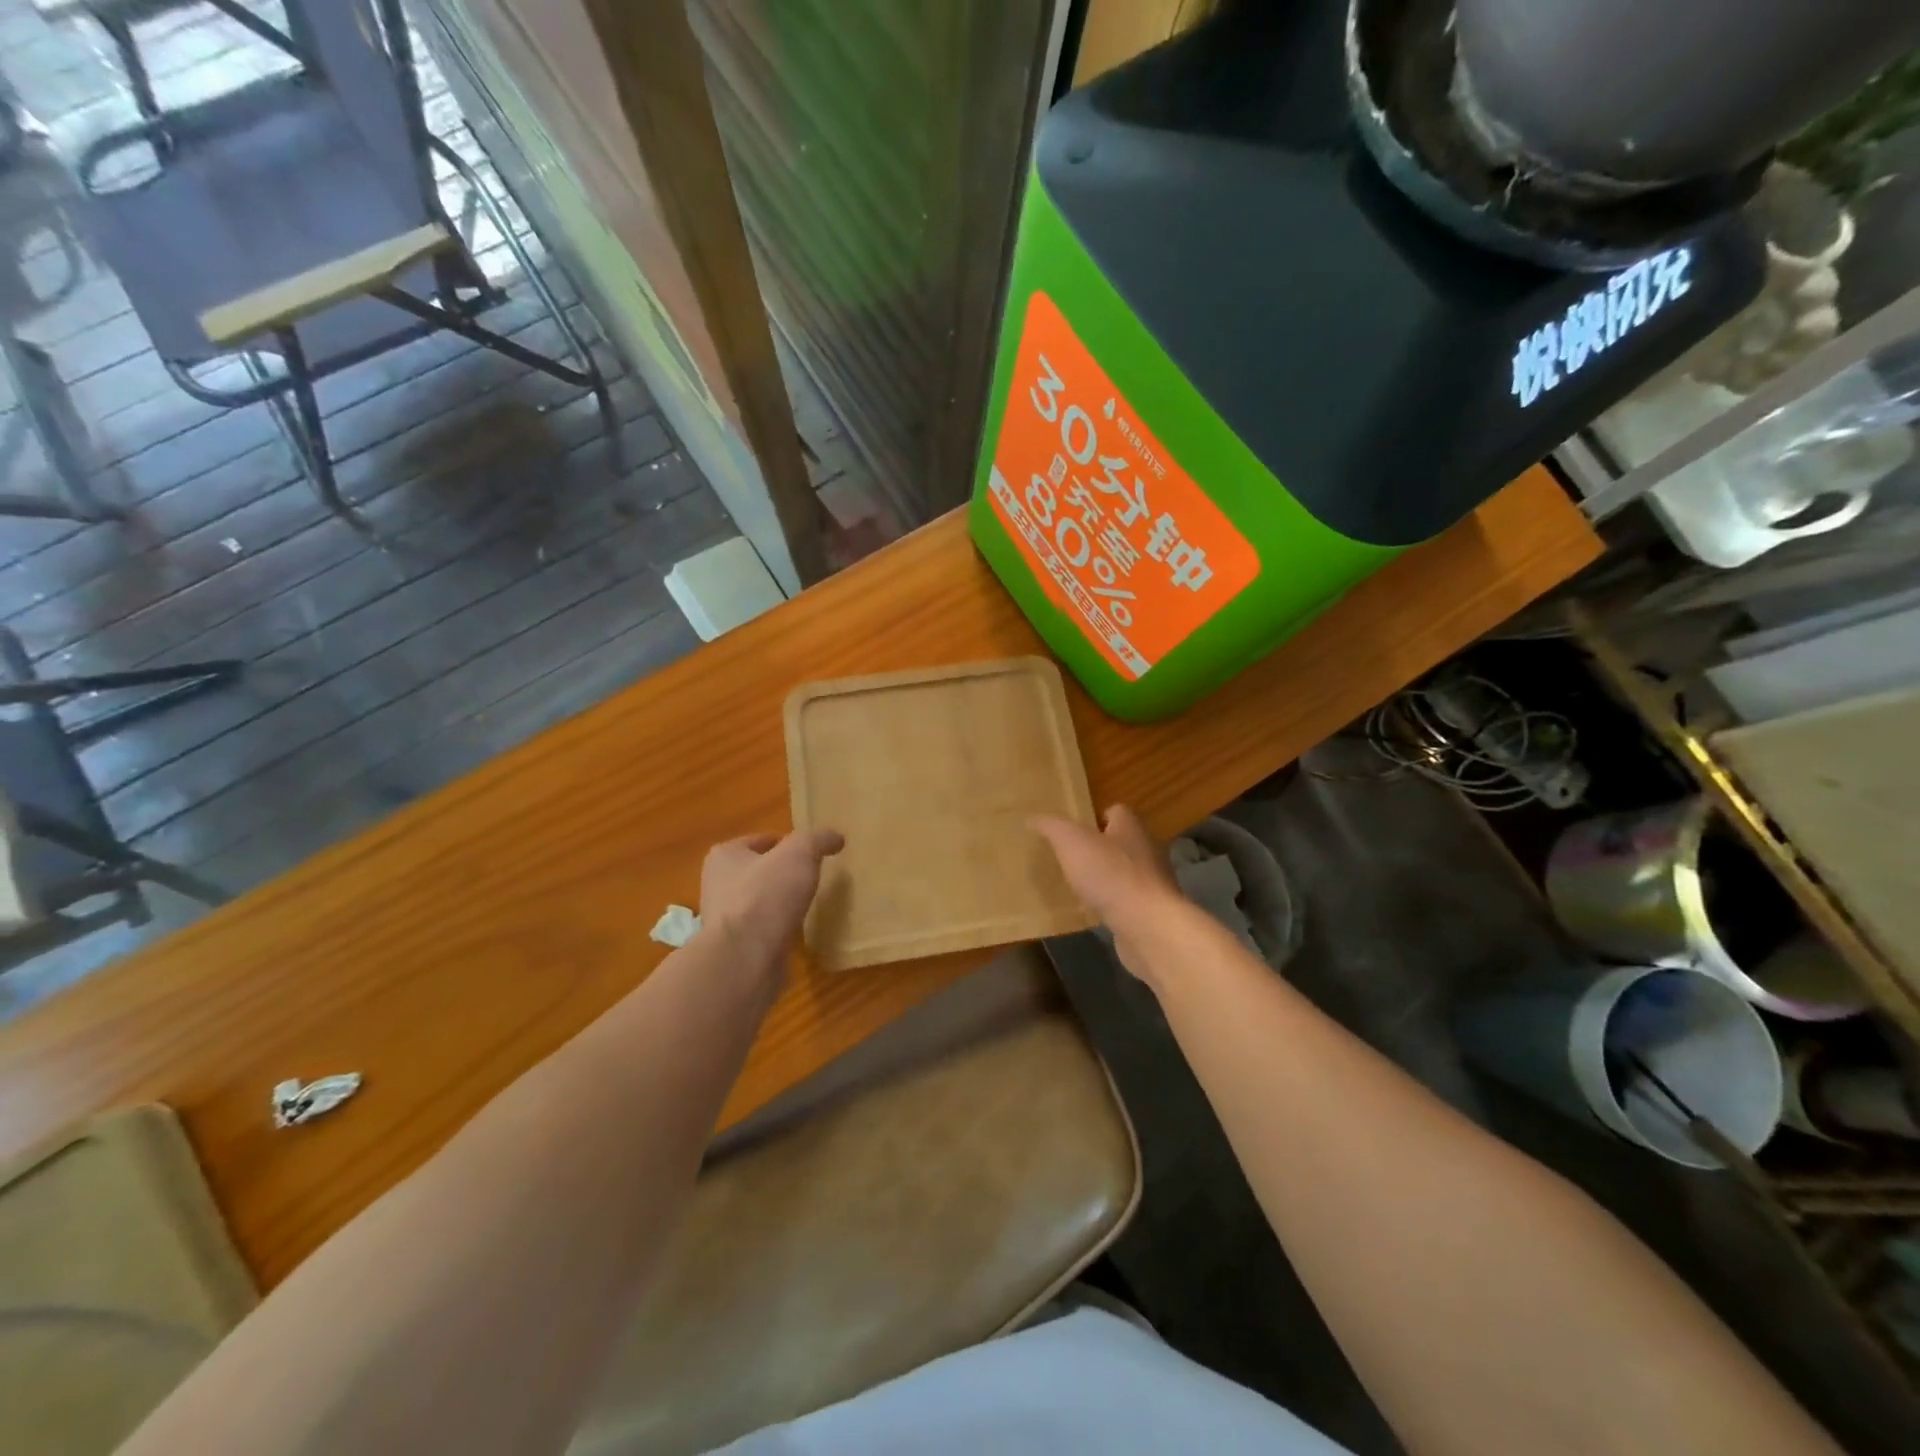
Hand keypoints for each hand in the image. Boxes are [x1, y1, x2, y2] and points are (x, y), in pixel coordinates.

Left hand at [700, 829, 843, 972]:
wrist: (745, 958)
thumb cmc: (766, 895)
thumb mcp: (799, 854)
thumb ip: (818, 839)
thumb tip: (836, 837)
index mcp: (725, 856)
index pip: (760, 841)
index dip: (786, 843)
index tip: (810, 853)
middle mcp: (718, 885)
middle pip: (759, 872)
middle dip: (782, 874)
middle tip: (812, 877)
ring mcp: (726, 920)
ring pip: (761, 903)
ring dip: (780, 904)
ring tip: (809, 904)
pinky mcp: (737, 948)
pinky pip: (764, 931)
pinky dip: (780, 930)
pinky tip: (798, 932)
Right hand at [1031, 805, 1185, 981]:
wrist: (1147, 925)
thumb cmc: (1109, 874)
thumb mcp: (1070, 842)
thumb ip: (1051, 827)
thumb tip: (1032, 818)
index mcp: (1131, 827)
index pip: (1116, 811)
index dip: (1095, 817)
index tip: (1073, 830)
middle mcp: (1147, 850)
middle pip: (1121, 842)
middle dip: (1099, 848)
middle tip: (1070, 858)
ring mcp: (1153, 883)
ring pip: (1125, 872)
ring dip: (1106, 878)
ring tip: (1078, 886)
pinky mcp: (1151, 911)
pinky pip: (1128, 901)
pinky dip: (1113, 904)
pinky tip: (1094, 912)